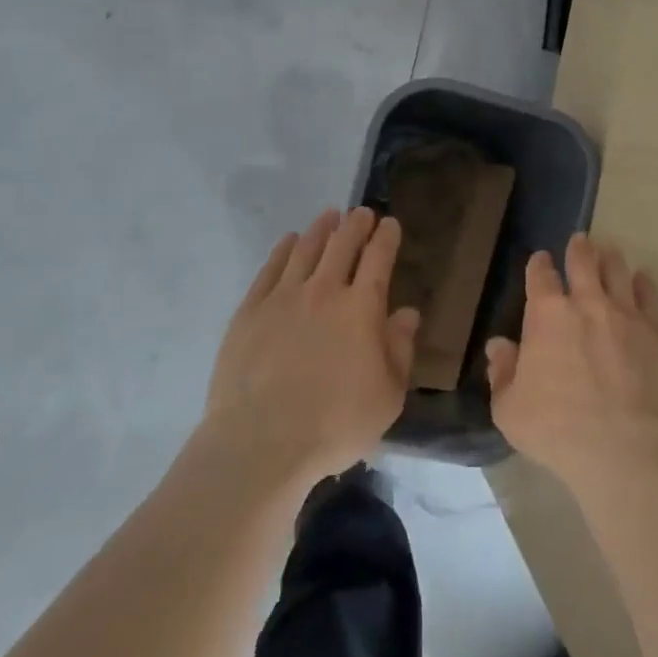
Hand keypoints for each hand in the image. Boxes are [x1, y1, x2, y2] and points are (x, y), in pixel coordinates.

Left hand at [202, 207, 419, 483]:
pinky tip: (289, 242)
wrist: (260, 443)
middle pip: (342, 244)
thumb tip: (406, 313)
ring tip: (329, 216)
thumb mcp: (387, 396)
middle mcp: (324, 291)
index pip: (378, 258)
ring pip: (306, 248)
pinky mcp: (250, 311)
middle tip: (362, 214)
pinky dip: (284, 249)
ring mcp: (283, 298)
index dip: (386, 237)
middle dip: (356, 224)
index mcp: (361, 308)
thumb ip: (400, 349)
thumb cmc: (334, 425)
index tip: (390, 224)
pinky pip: (271, 268)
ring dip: (321, 229)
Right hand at [486, 232, 657, 490]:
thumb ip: (502, 373)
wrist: (625, 448)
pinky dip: (643, 284)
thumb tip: (499, 346)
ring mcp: (625, 314)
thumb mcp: (510, 409)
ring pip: (618, 271)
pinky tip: (642, 280)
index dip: (539, 265)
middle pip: (583, 262)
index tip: (541, 260)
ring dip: (611, 259)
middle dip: (579, 249)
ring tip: (609, 252)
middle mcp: (587, 303)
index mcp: (547, 315)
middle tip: (581, 240)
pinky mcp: (655, 332)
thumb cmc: (557, 429)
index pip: (541, 277)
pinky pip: (649, 297)